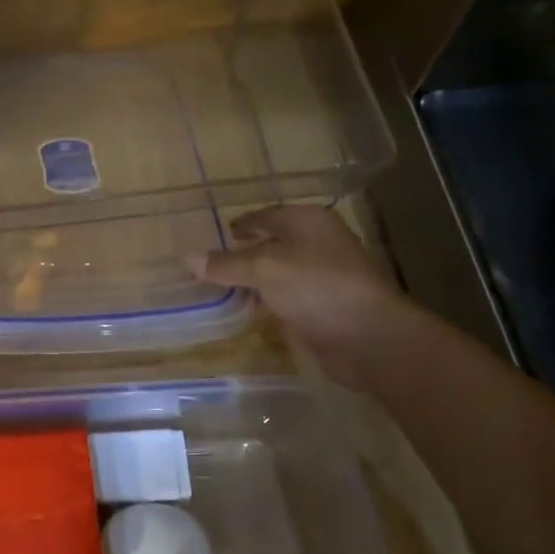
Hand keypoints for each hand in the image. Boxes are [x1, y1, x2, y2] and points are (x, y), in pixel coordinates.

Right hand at [194, 205, 412, 390]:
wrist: (368, 337)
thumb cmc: (317, 286)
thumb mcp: (264, 269)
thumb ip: (225, 264)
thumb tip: (186, 257)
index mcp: (308, 221)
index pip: (264, 216)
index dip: (238, 225)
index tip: (212, 236)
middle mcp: (317, 243)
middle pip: (271, 244)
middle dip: (241, 255)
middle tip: (208, 265)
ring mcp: (322, 277)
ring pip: (276, 273)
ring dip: (251, 281)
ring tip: (217, 289)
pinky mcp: (322, 307)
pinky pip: (284, 298)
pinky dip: (265, 302)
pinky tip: (244, 311)